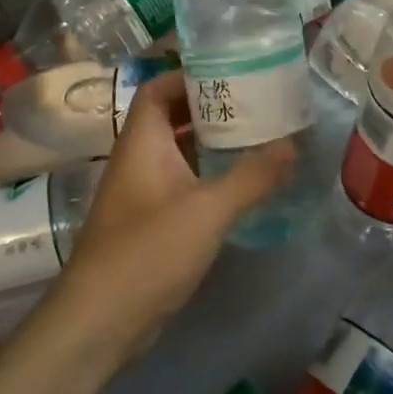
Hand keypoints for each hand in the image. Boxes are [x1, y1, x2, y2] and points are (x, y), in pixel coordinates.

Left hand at [50, 74, 294, 356]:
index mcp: (141, 142)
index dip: (188, 75)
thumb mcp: (207, 210)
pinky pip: (180, 182)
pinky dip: (206, 174)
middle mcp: (137, 159)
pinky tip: (239, 183)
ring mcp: (141, 192)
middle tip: (254, 102)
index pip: (157, 89)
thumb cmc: (148, 251)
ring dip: (210, 142)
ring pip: (176, 152)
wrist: (100, 321)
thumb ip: (251, 177)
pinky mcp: (149, 222)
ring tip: (255, 136)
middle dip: (209, 107)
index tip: (230, 72)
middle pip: (170, 118)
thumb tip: (292, 146)